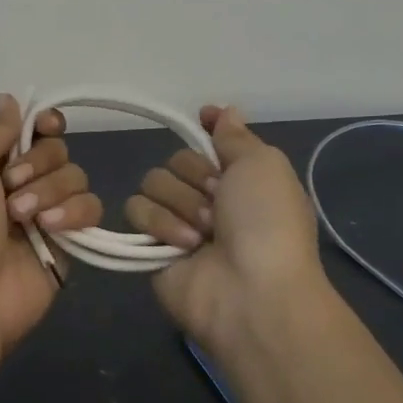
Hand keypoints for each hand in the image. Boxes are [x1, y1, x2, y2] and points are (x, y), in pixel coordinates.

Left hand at [0, 93, 102, 352]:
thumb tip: (10, 99)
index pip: (33, 127)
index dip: (45, 122)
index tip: (45, 126)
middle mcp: (21, 182)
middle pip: (57, 148)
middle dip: (38, 163)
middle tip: (10, 186)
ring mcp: (47, 212)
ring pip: (76, 175)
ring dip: (49, 191)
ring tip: (22, 217)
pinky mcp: (70, 240)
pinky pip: (91, 208)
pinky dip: (74, 212)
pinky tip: (51, 228)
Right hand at [123, 105, 331, 355]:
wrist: (251, 293)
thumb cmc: (266, 222)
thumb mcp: (264, 165)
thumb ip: (236, 136)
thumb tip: (223, 110)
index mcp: (242, 179)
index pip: (212, 141)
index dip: (207, 129)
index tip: (204, 118)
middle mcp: (210, 198)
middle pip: (176, 160)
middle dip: (195, 177)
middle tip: (218, 204)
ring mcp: (179, 222)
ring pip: (153, 182)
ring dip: (181, 203)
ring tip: (204, 233)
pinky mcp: (151, 246)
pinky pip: (136, 210)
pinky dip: (160, 223)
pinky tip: (184, 245)